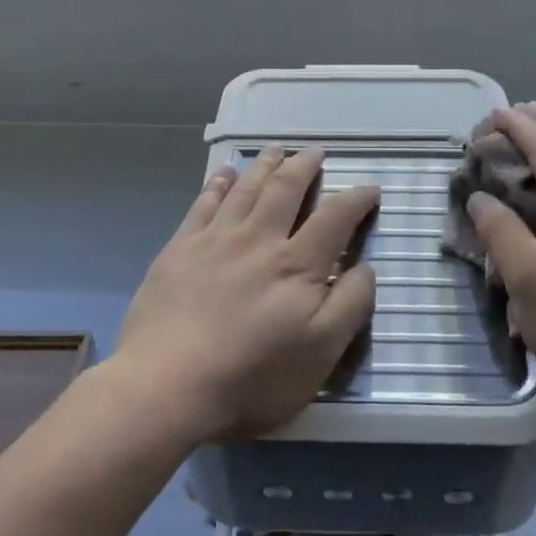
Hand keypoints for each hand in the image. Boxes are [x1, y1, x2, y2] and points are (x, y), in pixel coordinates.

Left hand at [113, 146, 379, 442]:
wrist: (166, 386)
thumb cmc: (251, 378)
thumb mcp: (320, 355)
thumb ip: (350, 305)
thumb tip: (366, 266)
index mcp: (297, 265)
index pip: (334, 218)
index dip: (356, 199)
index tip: (370, 187)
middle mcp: (258, 240)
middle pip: (285, 189)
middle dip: (304, 166)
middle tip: (315, 152)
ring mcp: (215, 240)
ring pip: (245, 188)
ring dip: (264, 165)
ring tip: (276, 149)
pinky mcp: (179, 249)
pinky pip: (203, 203)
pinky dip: (218, 183)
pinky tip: (225, 173)